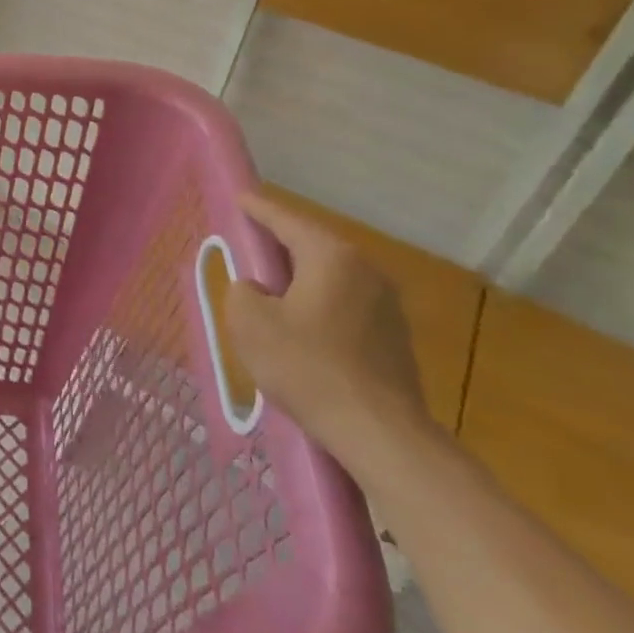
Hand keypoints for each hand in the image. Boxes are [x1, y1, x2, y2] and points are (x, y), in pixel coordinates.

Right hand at [225, 191, 430, 463]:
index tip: (240, 198)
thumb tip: (257, 290)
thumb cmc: (307, 367)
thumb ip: (242, 291)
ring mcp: (386, 305)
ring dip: (300, 279)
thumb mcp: (250, 322)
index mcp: (331, 256)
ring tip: (270, 292)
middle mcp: (365, 270)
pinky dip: (318, 305)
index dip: (258, 209)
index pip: (285, 220)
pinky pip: (345, 305)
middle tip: (248, 247)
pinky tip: (301, 329)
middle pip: (311, 246)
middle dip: (279, 246)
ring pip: (329, 277)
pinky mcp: (394, 337)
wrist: (380, 434)